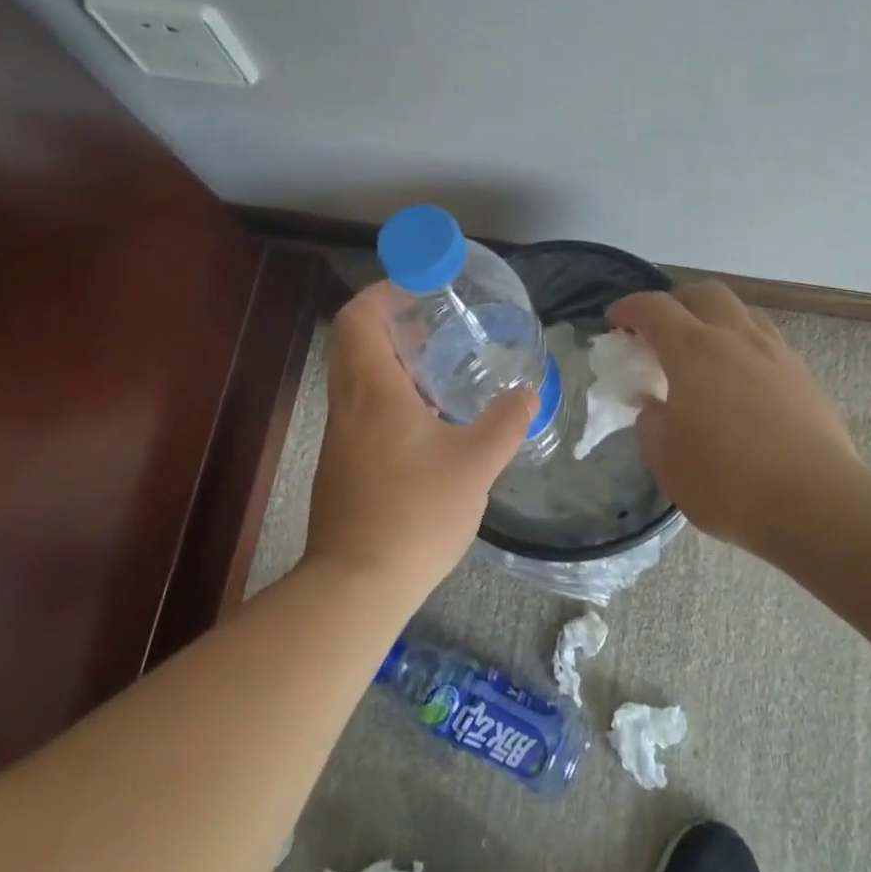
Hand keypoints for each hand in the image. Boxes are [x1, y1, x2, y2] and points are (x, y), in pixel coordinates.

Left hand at [304, 283, 535, 598]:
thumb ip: (506, 423)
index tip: (419, 287)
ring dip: (393, 361)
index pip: (358, 318)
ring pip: (358, 376)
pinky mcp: (342, 463)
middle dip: (392, 324)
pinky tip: (429, 421)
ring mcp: (341, 436)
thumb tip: (529, 394)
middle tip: (436, 325)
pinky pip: (362, 407)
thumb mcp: (476, 464)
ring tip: (440, 369)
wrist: (357, 584)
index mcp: (373, 390)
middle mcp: (348, 404)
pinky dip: (390, 394)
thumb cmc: (415, 513)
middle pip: (355, 342)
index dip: (383, 292)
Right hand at [608, 282, 861, 551]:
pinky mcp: (804, 377)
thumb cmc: (728, 481)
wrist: (816, 503)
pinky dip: (744, 345)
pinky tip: (740, 380)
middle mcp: (737, 338)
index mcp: (694, 350)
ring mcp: (776, 353)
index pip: (654, 309)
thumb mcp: (667, 460)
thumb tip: (656, 408)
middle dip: (676, 302)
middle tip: (660, 329)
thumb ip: (652, 424)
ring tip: (703, 351)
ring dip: (715, 318)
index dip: (629, 308)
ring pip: (742, 312)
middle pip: (704, 293)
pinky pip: (767, 341)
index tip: (615, 321)